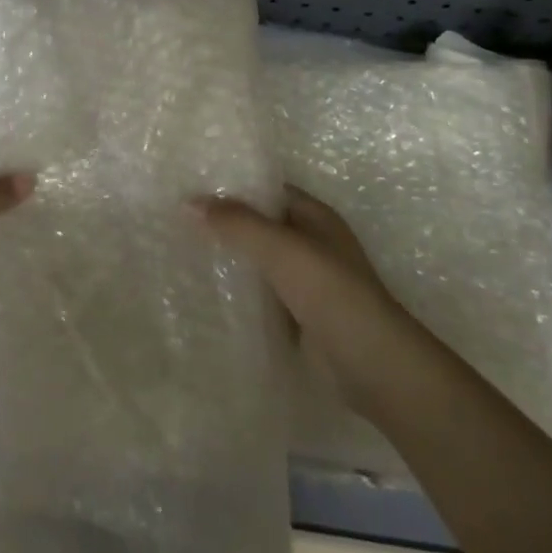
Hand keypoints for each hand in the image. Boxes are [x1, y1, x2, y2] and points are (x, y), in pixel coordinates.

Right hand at [196, 186, 405, 414]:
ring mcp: (307, 283)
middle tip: (178, 220)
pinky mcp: (300, 318)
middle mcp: (312, 244)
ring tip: (182, 252)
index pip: (268, 190)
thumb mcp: (280, 248)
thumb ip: (236, 223)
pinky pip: (262, 296)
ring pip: (260, 263)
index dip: (234, 186)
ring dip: (231, 260)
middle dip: (227, 224)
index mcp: (315, 216)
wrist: (372, 366)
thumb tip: (188, 202)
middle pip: (262, 226)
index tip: (193, 186)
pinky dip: (240, 294)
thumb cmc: (330, 293)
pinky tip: (206, 293)